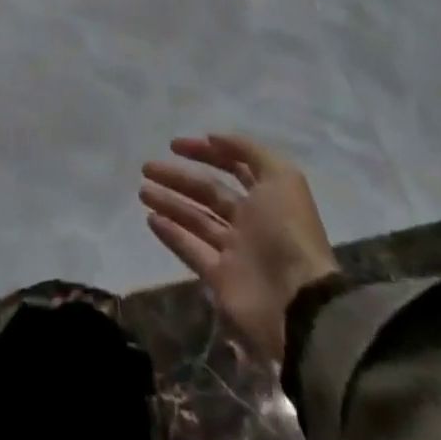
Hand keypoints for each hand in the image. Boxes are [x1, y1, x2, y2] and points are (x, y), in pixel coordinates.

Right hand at [140, 134, 338, 363]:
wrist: (298, 301)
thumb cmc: (287, 231)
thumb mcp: (281, 177)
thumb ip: (249, 151)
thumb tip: (213, 138)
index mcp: (267, 198)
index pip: (233, 167)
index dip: (206, 152)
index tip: (174, 145)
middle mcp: (250, 221)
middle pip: (208, 193)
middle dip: (178, 178)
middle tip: (147, 167)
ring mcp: (234, 251)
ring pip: (195, 219)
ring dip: (169, 202)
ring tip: (142, 191)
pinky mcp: (220, 278)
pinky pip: (191, 250)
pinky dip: (171, 234)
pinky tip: (150, 218)